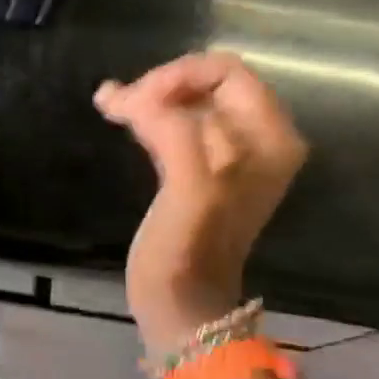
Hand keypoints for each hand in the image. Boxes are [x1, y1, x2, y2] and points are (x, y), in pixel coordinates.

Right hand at [96, 52, 306, 358]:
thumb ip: (173, 134)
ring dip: (150, 99)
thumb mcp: (189, 190)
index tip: (137, 103)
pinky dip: (149, 117)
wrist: (183, 307)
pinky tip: (119, 117)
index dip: (178, 76)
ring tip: (110, 106)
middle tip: (118, 106)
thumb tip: (133, 96)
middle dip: (161, 86)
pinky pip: (179, 125)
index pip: (226, 71)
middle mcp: (259, 140)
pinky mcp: (203, 171)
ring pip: (190, 102)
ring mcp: (232, 157)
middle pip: (208, 83)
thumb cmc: (188, 252)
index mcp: (269, 138)